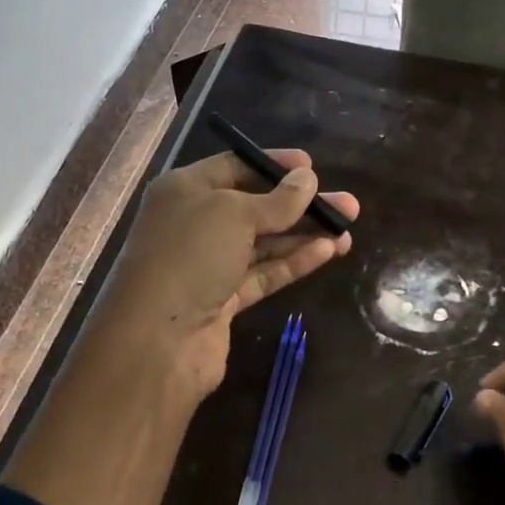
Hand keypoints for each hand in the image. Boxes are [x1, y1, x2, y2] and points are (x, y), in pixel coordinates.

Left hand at [92, 148, 359, 398]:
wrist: (158, 339)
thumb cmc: (190, 256)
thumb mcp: (234, 214)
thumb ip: (277, 200)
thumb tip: (307, 179)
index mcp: (185, 190)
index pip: (234, 167)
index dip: (273, 165)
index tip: (312, 167)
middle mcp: (195, 224)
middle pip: (255, 207)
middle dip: (300, 205)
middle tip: (347, 204)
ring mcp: (209, 265)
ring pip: (264, 243)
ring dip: (304, 235)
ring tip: (347, 229)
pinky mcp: (224, 300)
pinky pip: (264, 274)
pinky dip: (293, 262)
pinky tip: (327, 252)